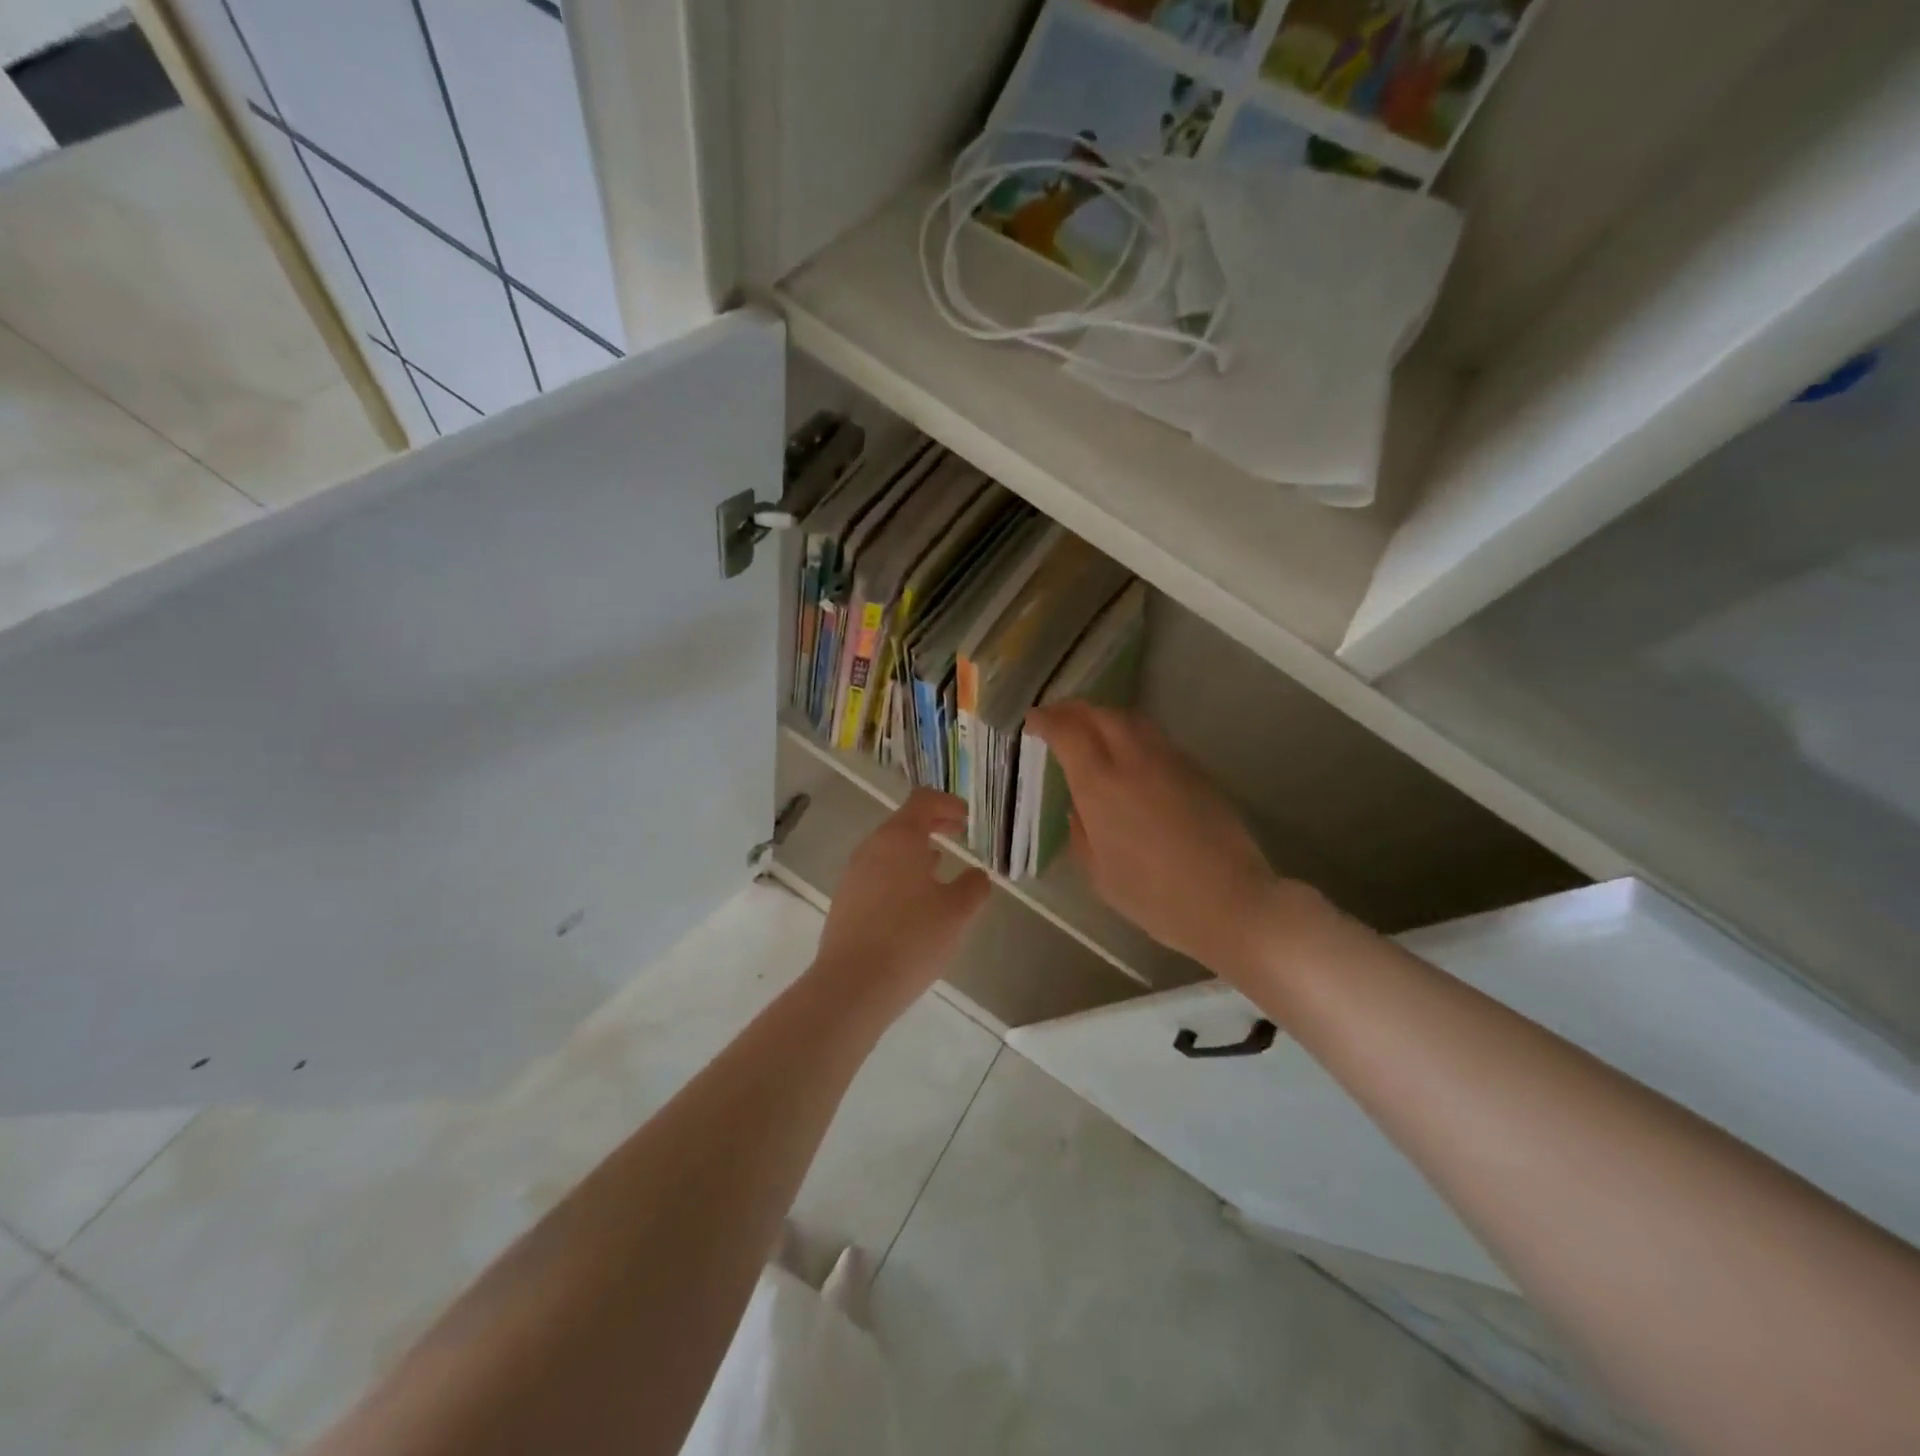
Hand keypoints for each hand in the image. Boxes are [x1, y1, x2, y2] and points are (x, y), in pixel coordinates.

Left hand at [811, 788, 990, 1021]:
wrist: (853, 985)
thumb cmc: (911, 939)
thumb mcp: (957, 912)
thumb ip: (973, 887)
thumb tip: (976, 875)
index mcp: (899, 838)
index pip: (923, 800)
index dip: (948, 804)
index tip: (967, 819)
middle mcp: (871, 848)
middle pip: (904, 823)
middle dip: (934, 826)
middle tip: (958, 835)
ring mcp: (854, 875)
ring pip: (889, 850)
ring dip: (916, 852)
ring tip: (941, 869)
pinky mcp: (845, 901)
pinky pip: (878, 875)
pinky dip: (900, 875)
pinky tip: (915, 903)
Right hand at [1027, 703, 1313, 978]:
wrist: (1229, 901)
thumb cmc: (1154, 897)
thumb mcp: (1100, 875)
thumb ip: (1082, 833)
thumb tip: (1078, 807)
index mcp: (1100, 786)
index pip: (1067, 733)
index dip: (1046, 721)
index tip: (1033, 722)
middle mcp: (1133, 761)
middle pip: (1100, 713)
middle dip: (1074, 709)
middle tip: (1058, 718)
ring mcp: (1169, 761)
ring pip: (1132, 719)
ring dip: (1105, 716)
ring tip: (1092, 729)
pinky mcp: (1195, 770)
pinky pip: (1155, 738)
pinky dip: (1132, 733)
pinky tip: (1129, 754)